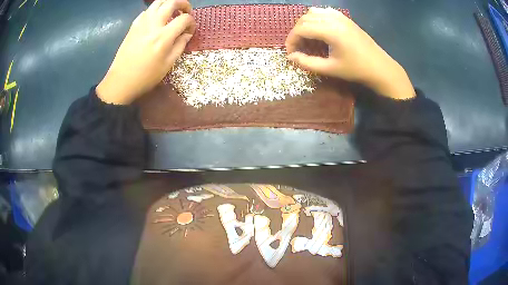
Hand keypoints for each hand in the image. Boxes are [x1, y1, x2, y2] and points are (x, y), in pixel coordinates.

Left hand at [96, 0, 195, 104]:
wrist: (121, 81)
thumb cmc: (146, 76)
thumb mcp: (168, 64)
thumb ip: (180, 45)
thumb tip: (187, 34)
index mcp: (164, 36)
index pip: (184, 19)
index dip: (192, 22)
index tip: (190, 30)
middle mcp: (153, 24)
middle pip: (172, 2)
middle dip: (183, 4)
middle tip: (186, 11)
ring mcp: (141, 23)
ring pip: (158, 2)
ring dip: (169, 3)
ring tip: (172, 12)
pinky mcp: (133, 26)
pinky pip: (146, 11)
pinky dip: (155, 11)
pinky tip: (156, 20)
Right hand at [286, 7, 414, 99]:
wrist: (380, 67)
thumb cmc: (356, 70)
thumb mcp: (330, 69)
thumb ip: (308, 63)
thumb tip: (291, 57)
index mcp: (330, 31)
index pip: (301, 29)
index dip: (291, 40)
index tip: (290, 53)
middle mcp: (333, 19)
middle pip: (305, 19)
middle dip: (296, 32)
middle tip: (297, 47)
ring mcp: (340, 16)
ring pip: (313, 12)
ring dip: (305, 23)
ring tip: (306, 38)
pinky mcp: (345, 18)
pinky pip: (325, 12)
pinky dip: (316, 18)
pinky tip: (319, 29)